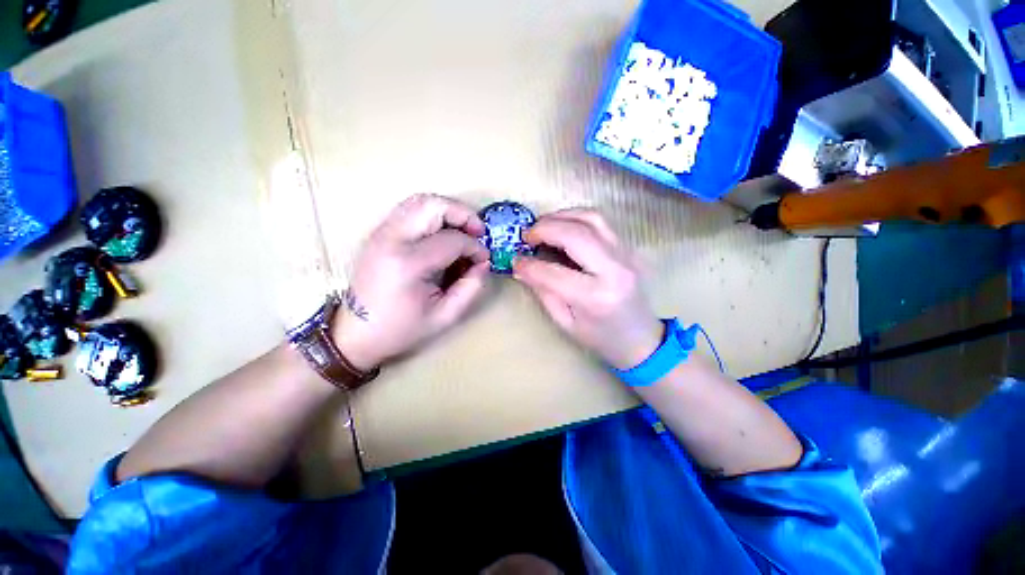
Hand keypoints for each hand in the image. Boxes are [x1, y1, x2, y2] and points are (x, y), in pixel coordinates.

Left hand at [332, 194, 490, 369]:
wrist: (356, 333)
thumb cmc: (402, 329)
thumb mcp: (445, 316)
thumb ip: (471, 288)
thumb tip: (484, 262)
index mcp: (408, 263)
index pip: (452, 240)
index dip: (475, 247)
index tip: (484, 259)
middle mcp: (392, 239)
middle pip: (433, 206)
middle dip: (463, 214)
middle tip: (479, 232)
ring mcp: (382, 232)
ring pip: (420, 201)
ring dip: (448, 210)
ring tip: (463, 229)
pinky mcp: (379, 233)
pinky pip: (409, 210)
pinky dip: (432, 214)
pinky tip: (443, 232)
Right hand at [512, 209, 663, 369]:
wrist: (641, 338)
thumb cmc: (600, 337)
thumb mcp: (565, 322)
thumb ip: (543, 292)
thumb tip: (522, 268)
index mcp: (595, 298)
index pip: (553, 273)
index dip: (528, 265)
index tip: (515, 260)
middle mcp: (614, 271)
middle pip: (575, 235)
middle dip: (544, 228)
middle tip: (527, 235)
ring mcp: (627, 255)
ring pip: (592, 218)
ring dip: (561, 216)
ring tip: (543, 225)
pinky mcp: (630, 248)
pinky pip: (602, 223)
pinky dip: (577, 217)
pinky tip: (564, 226)